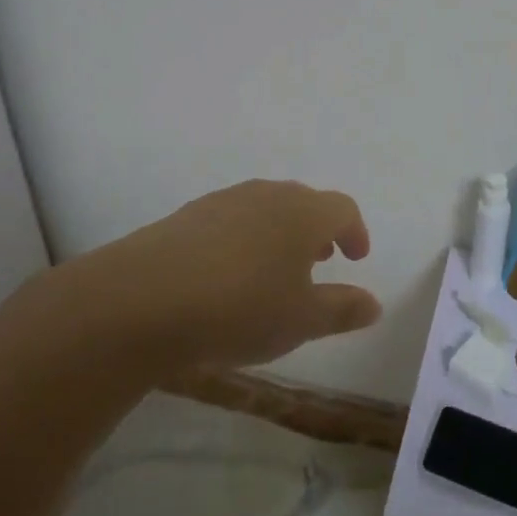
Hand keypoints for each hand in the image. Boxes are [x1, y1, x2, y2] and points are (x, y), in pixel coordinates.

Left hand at [68, 180, 380, 370]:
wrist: (143, 298)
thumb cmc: (240, 308)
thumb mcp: (301, 320)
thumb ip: (341, 309)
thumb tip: (373, 303)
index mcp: (304, 212)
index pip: (343, 209)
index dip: (355, 231)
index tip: (356, 257)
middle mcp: (268, 194)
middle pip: (304, 202)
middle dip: (318, 230)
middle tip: (320, 259)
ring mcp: (225, 200)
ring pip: (266, 208)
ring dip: (280, 233)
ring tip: (275, 270)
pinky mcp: (188, 214)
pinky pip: (231, 219)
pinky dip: (244, 239)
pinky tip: (228, 274)